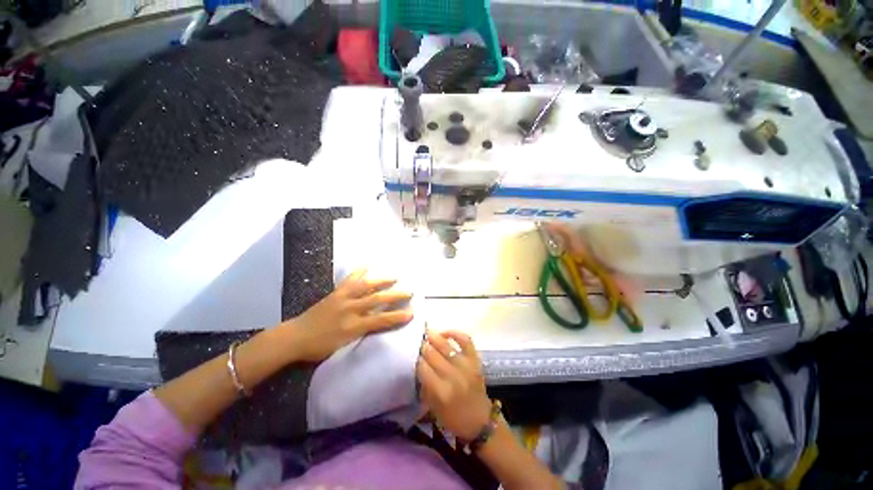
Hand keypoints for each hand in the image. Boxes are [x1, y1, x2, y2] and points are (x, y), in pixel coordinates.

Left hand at [284, 269, 413, 361]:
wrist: (294, 337)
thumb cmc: (318, 347)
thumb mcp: (342, 347)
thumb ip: (361, 335)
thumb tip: (377, 327)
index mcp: (352, 326)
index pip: (380, 320)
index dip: (397, 317)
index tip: (411, 313)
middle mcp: (350, 310)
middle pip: (377, 300)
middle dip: (395, 296)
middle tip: (409, 292)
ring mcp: (343, 299)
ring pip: (366, 287)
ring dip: (382, 281)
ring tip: (395, 277)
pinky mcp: (336, 293)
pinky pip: (350, 280)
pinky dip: (359, 271)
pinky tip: (367, 264)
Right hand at [417, 330, 492, 440]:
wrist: (481, 422)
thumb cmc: (453, 418)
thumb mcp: (433, 408)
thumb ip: (424, 386)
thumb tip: (417, 365)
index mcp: (441, 392)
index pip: (422, 368)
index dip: (415, 359)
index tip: (410, 353)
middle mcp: (453, 376)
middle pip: (432, 354)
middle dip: (422, 346)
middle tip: (416, 341)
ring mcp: (466, 366)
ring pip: (446, 345)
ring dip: (434, 337)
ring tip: (426, 332)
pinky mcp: (475, 360)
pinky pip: (465, 340)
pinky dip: (455, 333)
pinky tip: (445, 333)